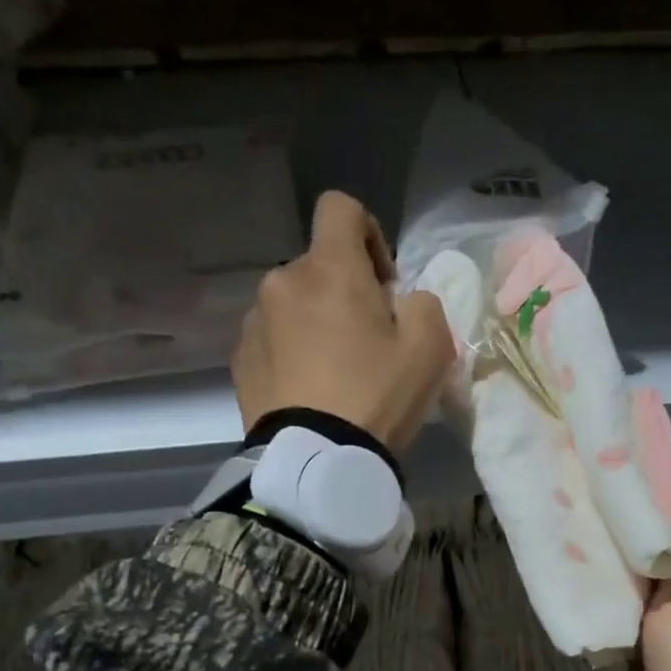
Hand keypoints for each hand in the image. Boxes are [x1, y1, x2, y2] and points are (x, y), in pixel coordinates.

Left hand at [232, 190, 453, 454]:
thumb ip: (424, 305)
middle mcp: (282, 281)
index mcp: (329, 269)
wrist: (316, 462)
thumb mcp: (430, 349)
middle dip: (344, 292)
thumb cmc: (375, 398)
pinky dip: (291, 353)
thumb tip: (402, 302)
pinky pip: (272, 340)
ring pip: (293, 305)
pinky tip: (309, 392)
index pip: (341, 208)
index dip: (368, 233)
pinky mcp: (240, 360)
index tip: (383, 282)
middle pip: (318, 267)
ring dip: (315, 322)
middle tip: (367, 344)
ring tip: (334, 373)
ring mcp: (254, 322)